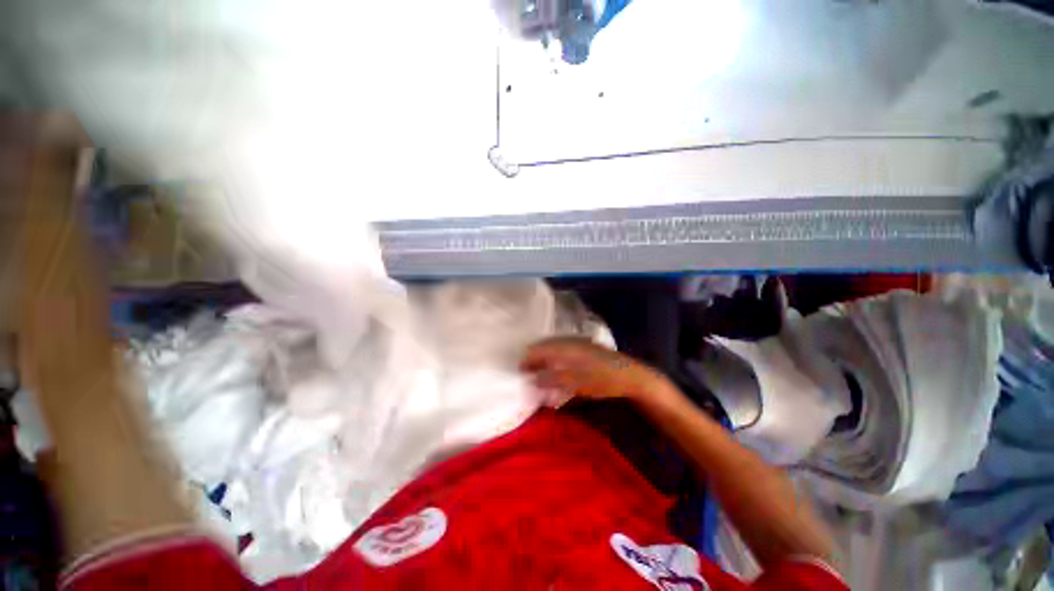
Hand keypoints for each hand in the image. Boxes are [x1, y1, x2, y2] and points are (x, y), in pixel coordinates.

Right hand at [520, 337, 670, 401]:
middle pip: (545, 346)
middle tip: (526, 371)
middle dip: (534, 357)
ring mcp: (578, 342)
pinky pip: (563, 348)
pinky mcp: (585, 346)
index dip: (527, 359)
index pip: (539, 349)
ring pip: (553, 346)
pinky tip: (556, 366)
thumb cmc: (602, 380)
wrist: (630, 375)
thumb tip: (533, 378)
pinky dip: (554, 356)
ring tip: (538, 370)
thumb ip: (553, 379)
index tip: (519, 371)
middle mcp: (570, 340)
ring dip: (544, 357)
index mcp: (565, 347)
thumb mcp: (576, 383)